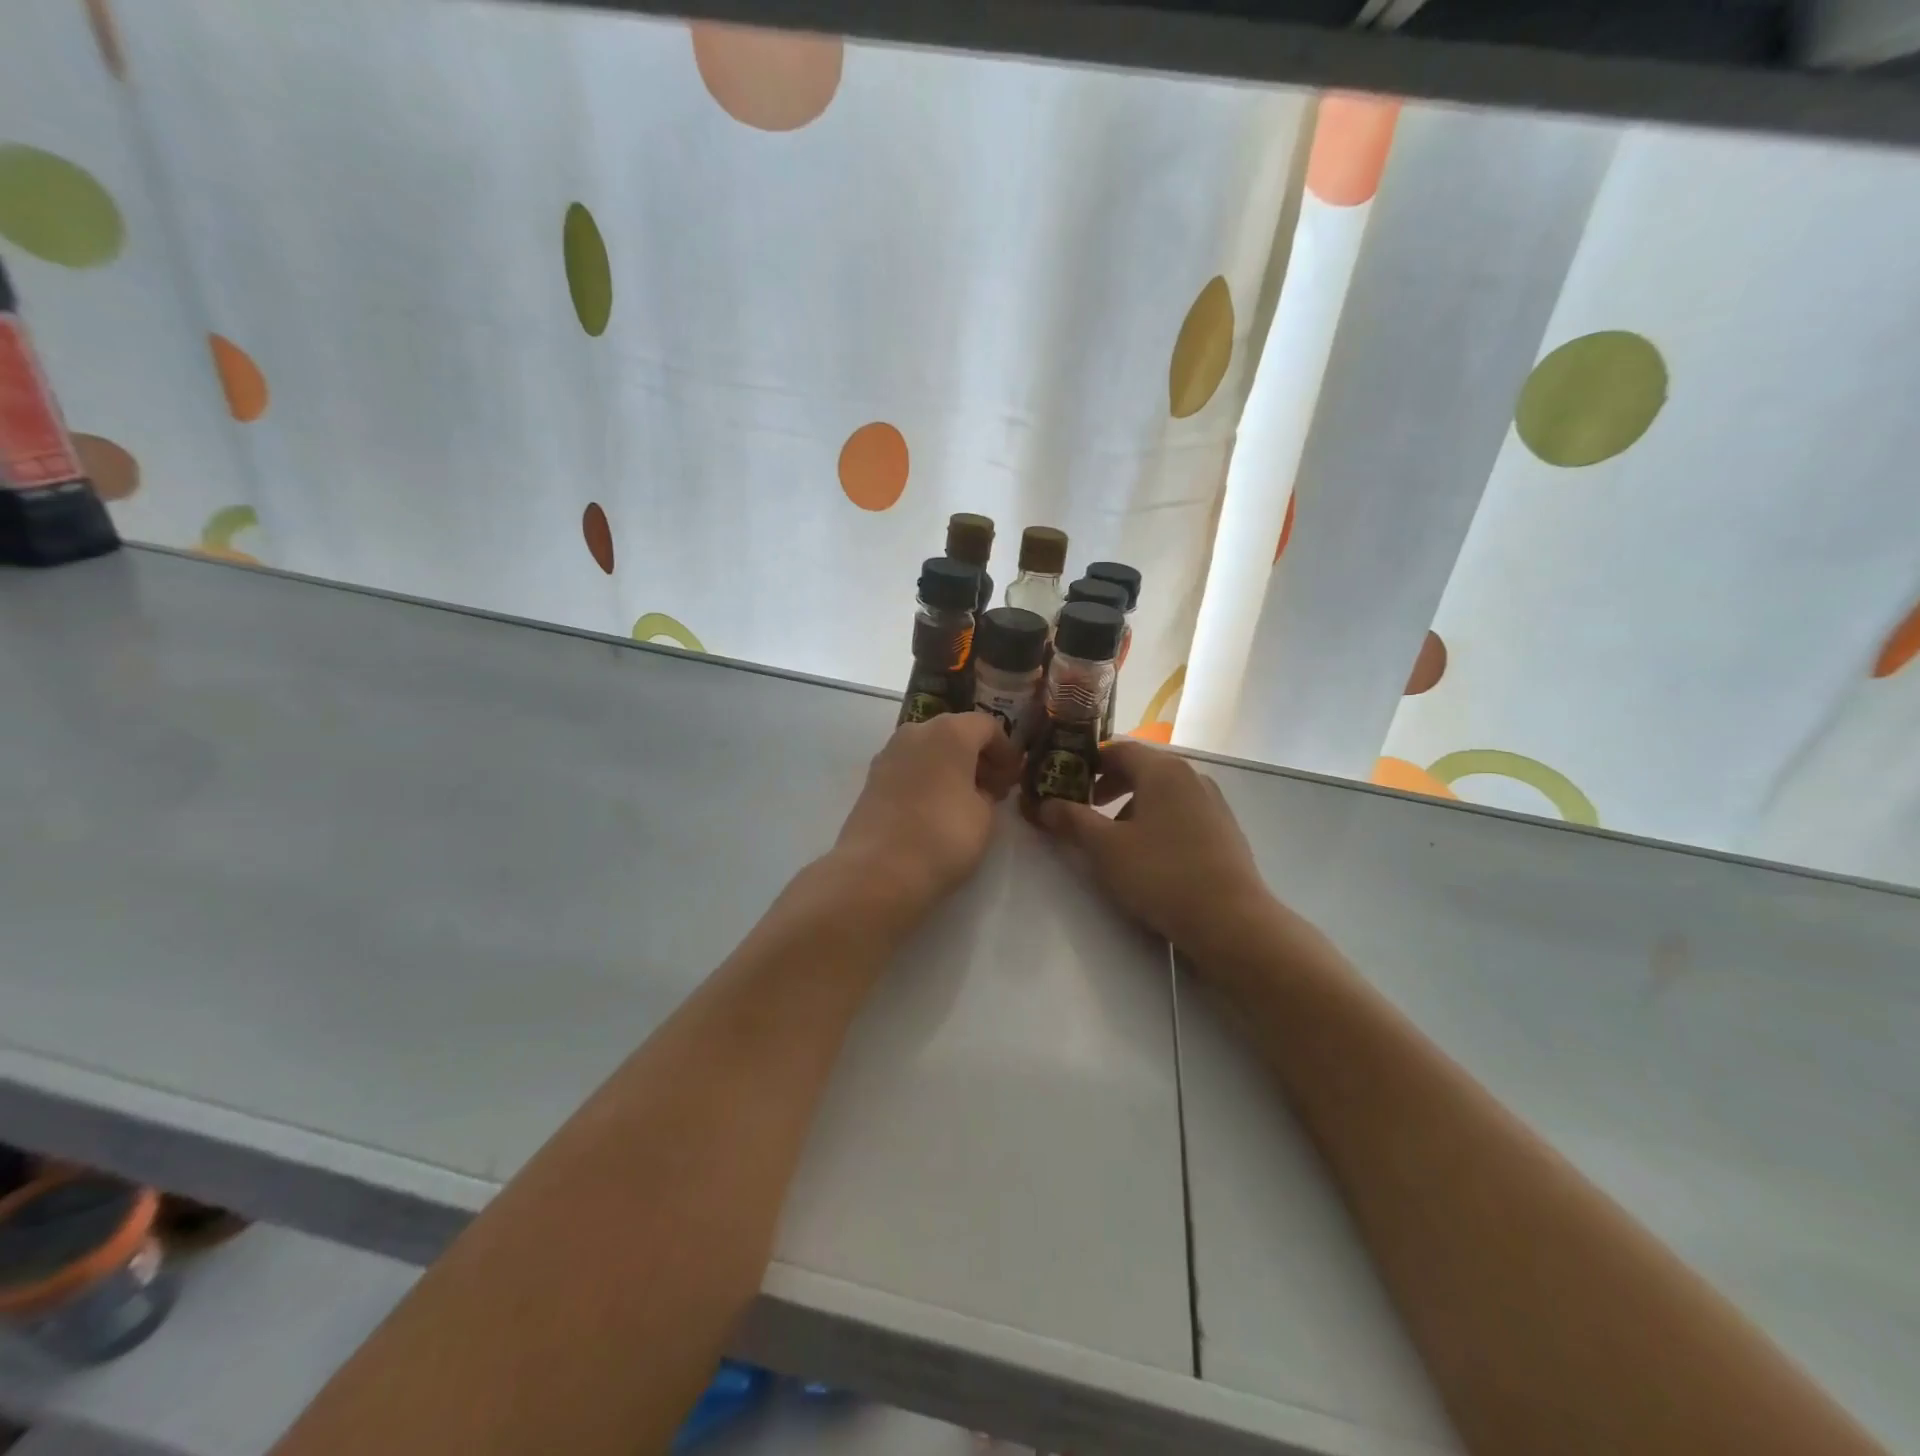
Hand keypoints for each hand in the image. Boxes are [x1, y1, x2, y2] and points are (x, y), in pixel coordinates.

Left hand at [832, 712, 1023, 913]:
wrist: (878, 870)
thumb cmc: (943, 837)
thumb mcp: (985, 816)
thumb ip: (988, 792)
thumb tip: (980, 787)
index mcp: (950, 732)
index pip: (988, 726)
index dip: (1006, 751)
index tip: (1014, 779)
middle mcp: (916, 731)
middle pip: (955, 732)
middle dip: (977, 756)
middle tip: (992, 789)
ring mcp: (889, 753)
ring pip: (929, 748)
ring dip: (950, 766)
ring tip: (963, 800)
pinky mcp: (871, 778)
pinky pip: (909, 767)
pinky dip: (927, 777)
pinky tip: (934, 807)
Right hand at [1033, 739, 1280, 966]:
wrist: (1231, 920)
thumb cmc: (1161, 873)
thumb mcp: (1105, 847)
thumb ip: (1072, 820)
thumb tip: (1044, 804)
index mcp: (1162, 770)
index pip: (1118, 748)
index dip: (1087, 762)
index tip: (1065, 780)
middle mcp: (1191, 776)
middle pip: (1142, 768)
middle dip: (1109, 785)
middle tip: (1085, 807)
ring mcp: (1213, 803)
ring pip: (1162, 793)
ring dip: (1132, 806)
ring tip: (1115, 838)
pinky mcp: (1224, 830)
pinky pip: (1181, 813)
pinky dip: (1157, 821)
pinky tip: (1150, 856)